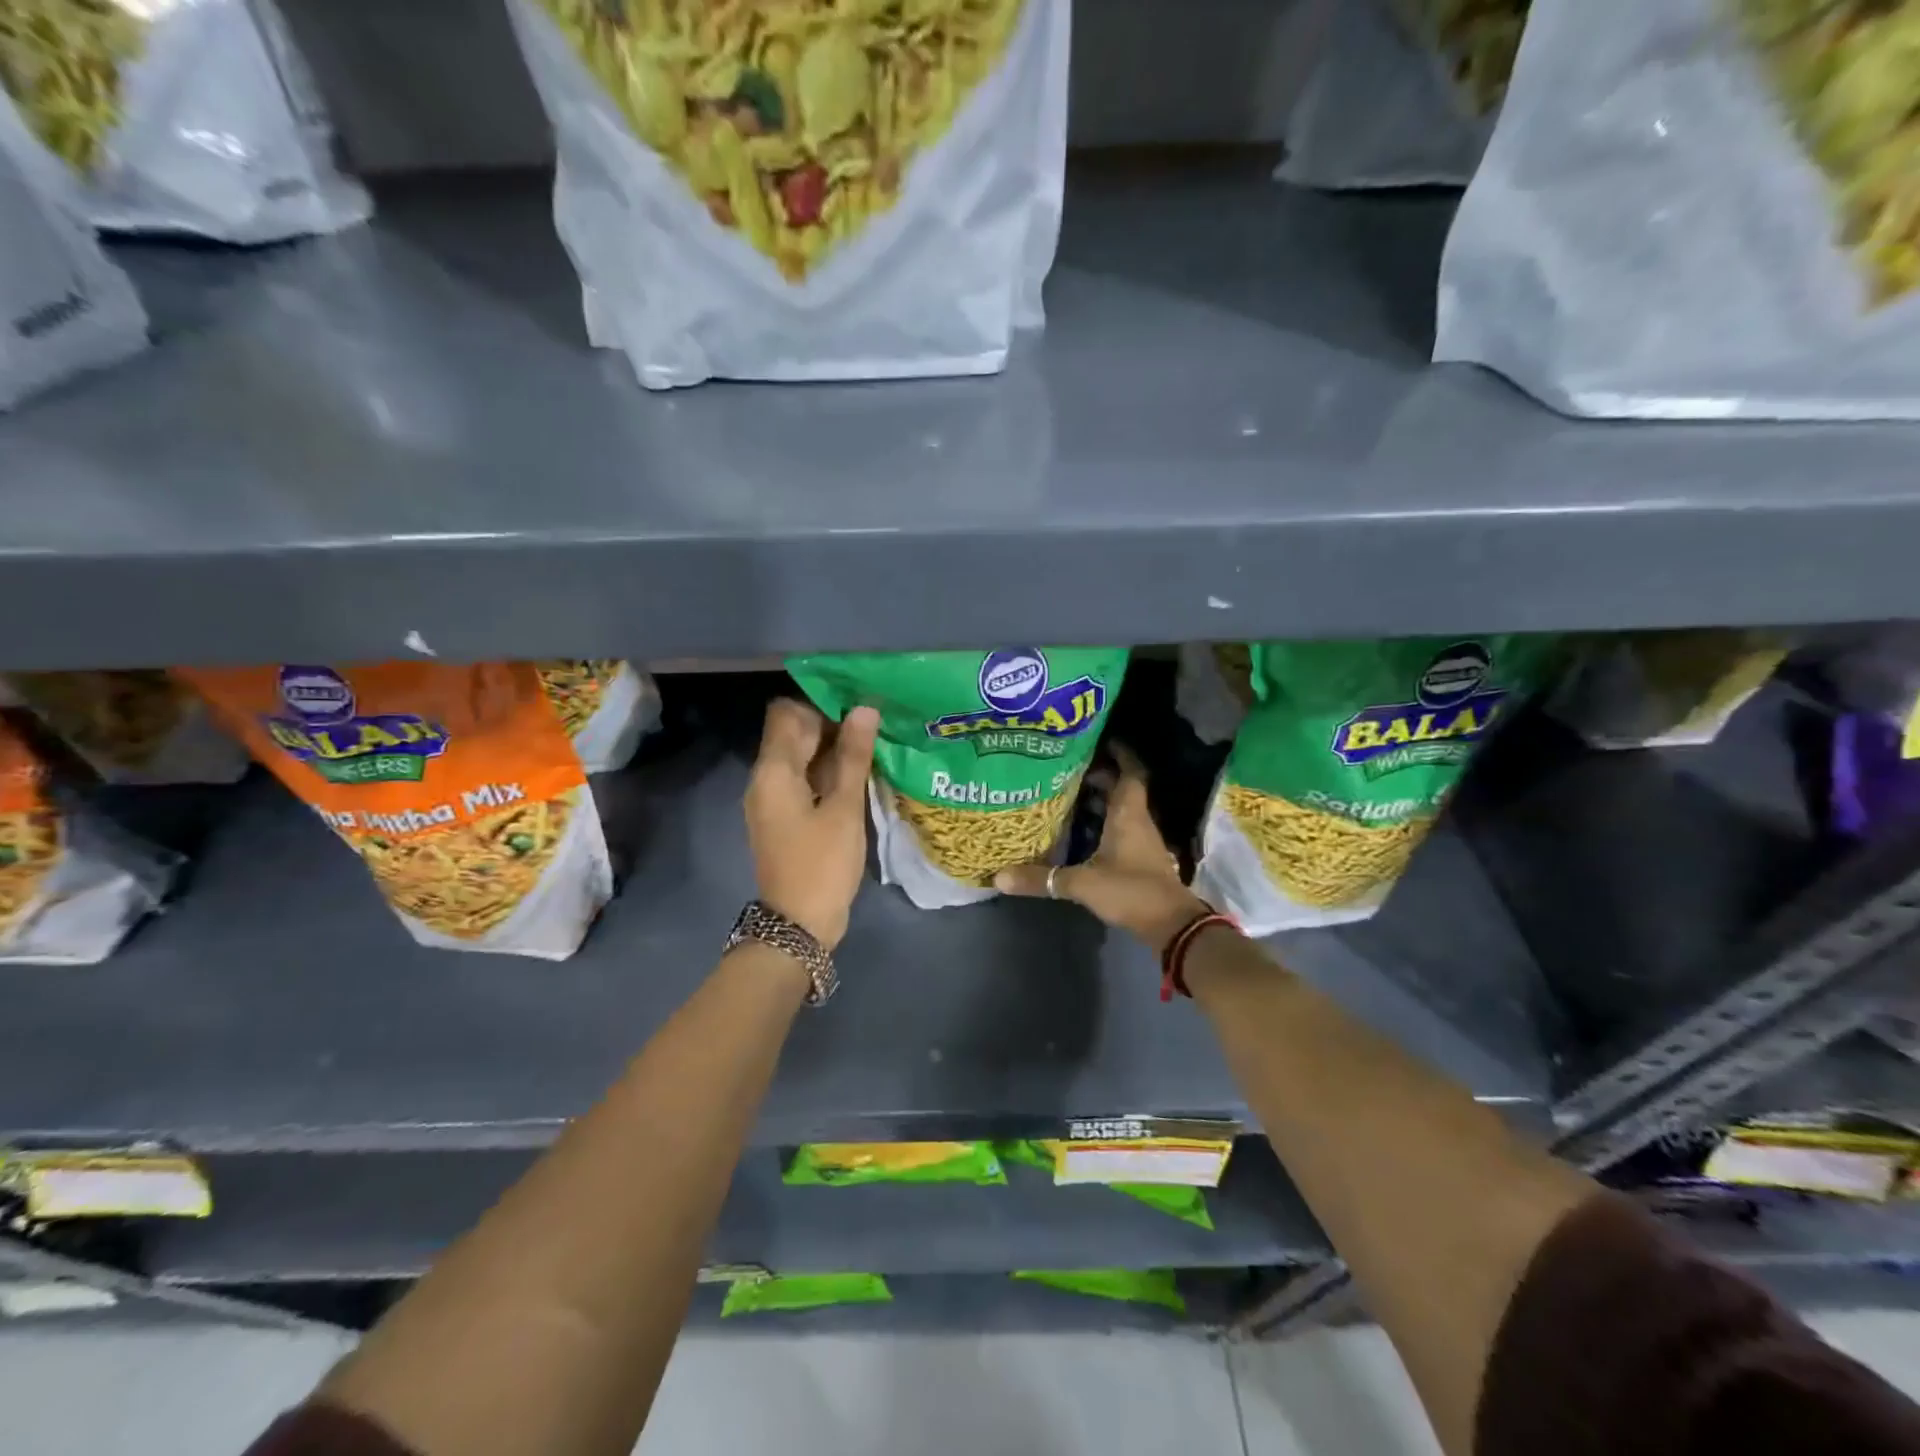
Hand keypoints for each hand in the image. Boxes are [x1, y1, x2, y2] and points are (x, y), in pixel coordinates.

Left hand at [745, 699, 879, 950]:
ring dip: (833, 749)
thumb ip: (854, 756)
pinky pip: (805, 781)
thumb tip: (864, 709)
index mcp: (773, 771)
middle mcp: (766, 779)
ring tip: (874, 744)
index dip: (820, 703)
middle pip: (794, 735)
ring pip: (802, 758)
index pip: (787, 714)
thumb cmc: (822, 863)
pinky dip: (829, 773)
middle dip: (832, 724)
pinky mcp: (786, 818)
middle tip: (875, 723)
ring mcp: (774, 800)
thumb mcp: (844, 807)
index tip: (857, 705)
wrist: (799, 925)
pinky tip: (861, 774)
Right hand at [994, 746, 1211, 952]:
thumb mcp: (1082, 883)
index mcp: (1128, 815)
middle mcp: (1137, 821)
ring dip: (1102, 801)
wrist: (1171, 925)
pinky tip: (1083, 832)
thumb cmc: (1130, 890)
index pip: (1130, 772)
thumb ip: (1042, 879)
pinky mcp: (1141, 859)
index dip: (1119, 754)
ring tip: (1069, 795)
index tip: (1099, 741)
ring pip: (1122, 810)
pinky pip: (1122, 830)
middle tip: (1069, 769)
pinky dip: (1104, 824)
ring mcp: (1142, 841)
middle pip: (1123, 789)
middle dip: (1100, 776)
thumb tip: (998, 877)